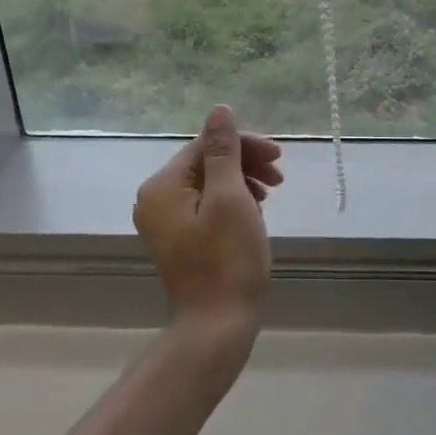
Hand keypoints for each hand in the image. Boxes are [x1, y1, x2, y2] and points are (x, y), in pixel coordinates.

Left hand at [133, 105, 283, 326]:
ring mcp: (165, 222)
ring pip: (208, 184)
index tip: (279, 159)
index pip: (205, 146)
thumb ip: (224, 151)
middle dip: (244, 163)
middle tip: (279, 179)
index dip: (244, 146)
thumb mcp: (230, 198)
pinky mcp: (179, 239)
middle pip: (205, 163)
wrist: (217, 325)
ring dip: (242, 182)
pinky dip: (232, 202)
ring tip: (270, 196)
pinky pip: (206, 206)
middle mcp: (155, 199)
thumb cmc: (227, 260)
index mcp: (162, 186)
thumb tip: (218, 109)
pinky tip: (253, 212)